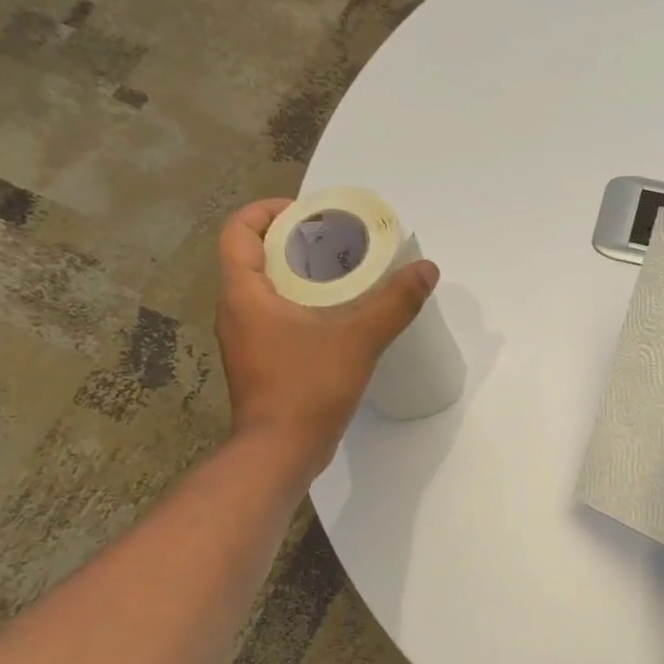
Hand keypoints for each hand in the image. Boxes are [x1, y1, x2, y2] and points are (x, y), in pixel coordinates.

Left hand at [215, 199, 437, 466]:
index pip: (239, 231)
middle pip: (255, 257)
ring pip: (267, 290)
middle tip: (337, 241)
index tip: (307, 213)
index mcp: (244, 293)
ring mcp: (246, 340)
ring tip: (344, 275)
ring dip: (299, 276)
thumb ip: (395, 302)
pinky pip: (276, 319)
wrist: (280, 453)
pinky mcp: (261, 364)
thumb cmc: (308, 387)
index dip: (267, 211)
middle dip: (294, 242)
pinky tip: (338, 319)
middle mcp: (236, 311)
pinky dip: (302, 307)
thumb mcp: (358, 338)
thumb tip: (427, 269)